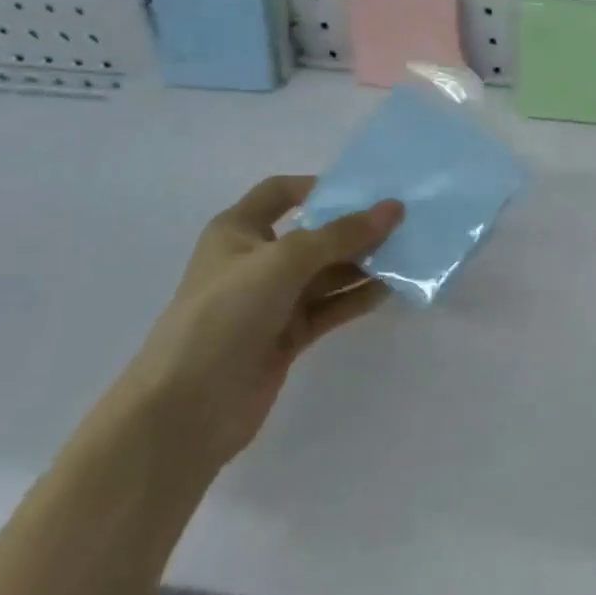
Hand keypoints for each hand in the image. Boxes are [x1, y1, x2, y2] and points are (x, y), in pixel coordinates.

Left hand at [121, 176, 402, 467]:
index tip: (367, 189)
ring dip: (364, 264)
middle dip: (355, 228)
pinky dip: (358, 298)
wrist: (187, 407)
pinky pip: (331, 307)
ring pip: (327, 273)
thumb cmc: (225, 315)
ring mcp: (272, 301)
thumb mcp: (284, 261)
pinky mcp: (288, 335)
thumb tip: (394, 208)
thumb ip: (342, 235)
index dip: (320, 186)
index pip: (281, 192)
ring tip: (408, 254)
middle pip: (314, 234)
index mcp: (238, 231)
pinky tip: (391, 290)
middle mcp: (256, 261)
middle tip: (404, 222)